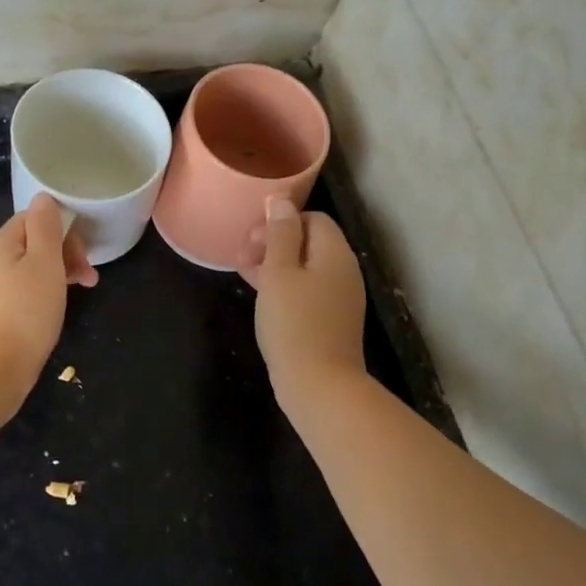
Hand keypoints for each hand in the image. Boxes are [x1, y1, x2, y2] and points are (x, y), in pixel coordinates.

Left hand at [0, 194, 97, 405]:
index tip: (84, 252)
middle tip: (90, 278)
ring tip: (82, 293)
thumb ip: (45, 227)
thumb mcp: (44, 263)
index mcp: (2, 244)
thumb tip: (43, 198)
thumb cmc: (25, 311)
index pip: (34, 218)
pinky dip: (44, 295)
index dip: (63, 228)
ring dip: (59, 275)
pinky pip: (24, 293)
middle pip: (33, 244)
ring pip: (30, 270)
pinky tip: (55, 311)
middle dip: (65, 254)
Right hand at [244, 198, 367, 400]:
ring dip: (275, 265)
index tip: (251, 240)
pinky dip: (283, 287)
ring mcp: (339, 298)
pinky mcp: (330, 321)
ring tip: (245, 274)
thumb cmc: (294, 324)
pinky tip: (261, 298)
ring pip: (305, 268)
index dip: (279, 222)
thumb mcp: (279, 273)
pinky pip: (306, 291)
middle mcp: (343, 271)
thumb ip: (280, 234)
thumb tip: (281, 200)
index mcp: (335, 253)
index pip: (311, 218)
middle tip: (242, 257)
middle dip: (273, 243)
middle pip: (309, 242)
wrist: (319, 386)